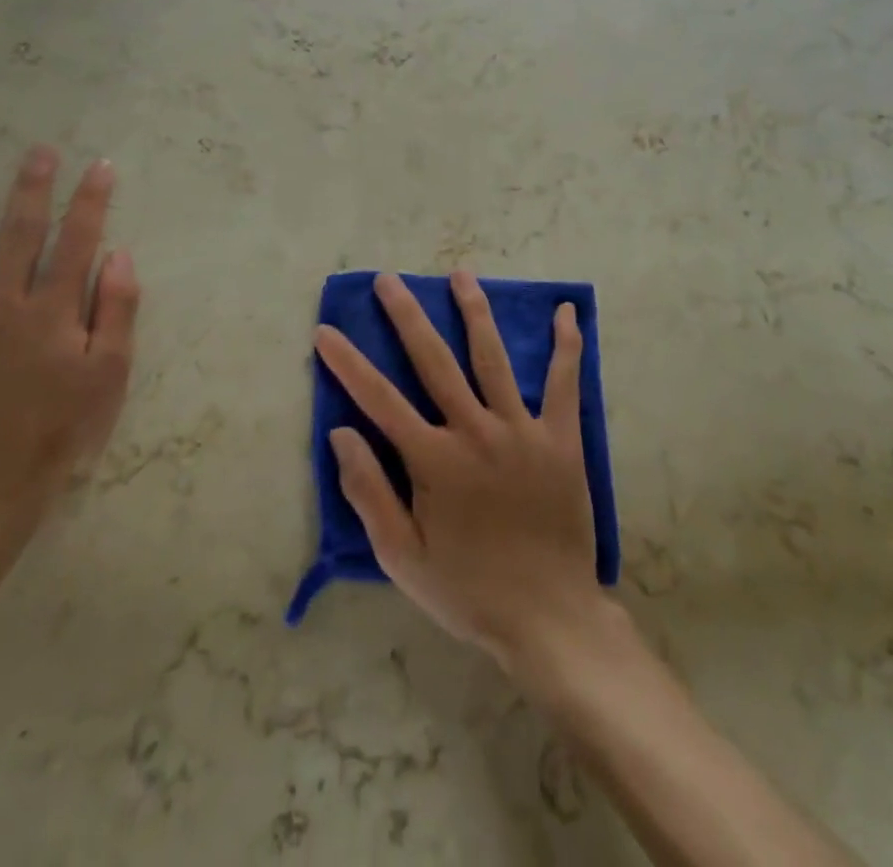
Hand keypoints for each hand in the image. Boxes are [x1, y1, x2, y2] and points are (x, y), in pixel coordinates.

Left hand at [0, 145, 140, 513]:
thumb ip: (117, 310)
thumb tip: (119, 254)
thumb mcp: (111, 374)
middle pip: (21, 235)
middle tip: (38, 153)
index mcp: (54, 310)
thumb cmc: (62, 429)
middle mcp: (4, 305)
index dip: (90, 201)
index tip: (99, 166)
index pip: (77, 241)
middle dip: (32, 189)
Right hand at [317, 272, 609, 671]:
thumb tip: (341, 433)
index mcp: (434, 460)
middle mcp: (475, 431)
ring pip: (492, 357)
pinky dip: (566, 346)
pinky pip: (563, 383)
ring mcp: (521, 430)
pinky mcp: (561, 438)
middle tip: (389, 280)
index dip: (348, 363)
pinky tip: (567, 313)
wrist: (548, 617)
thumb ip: (369, 492)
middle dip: (406, 316)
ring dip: (474, 312)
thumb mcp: (403, 558)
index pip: (379, 399)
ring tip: (460, 274)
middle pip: (434, 360)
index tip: (325, 331)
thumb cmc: (468, 590)